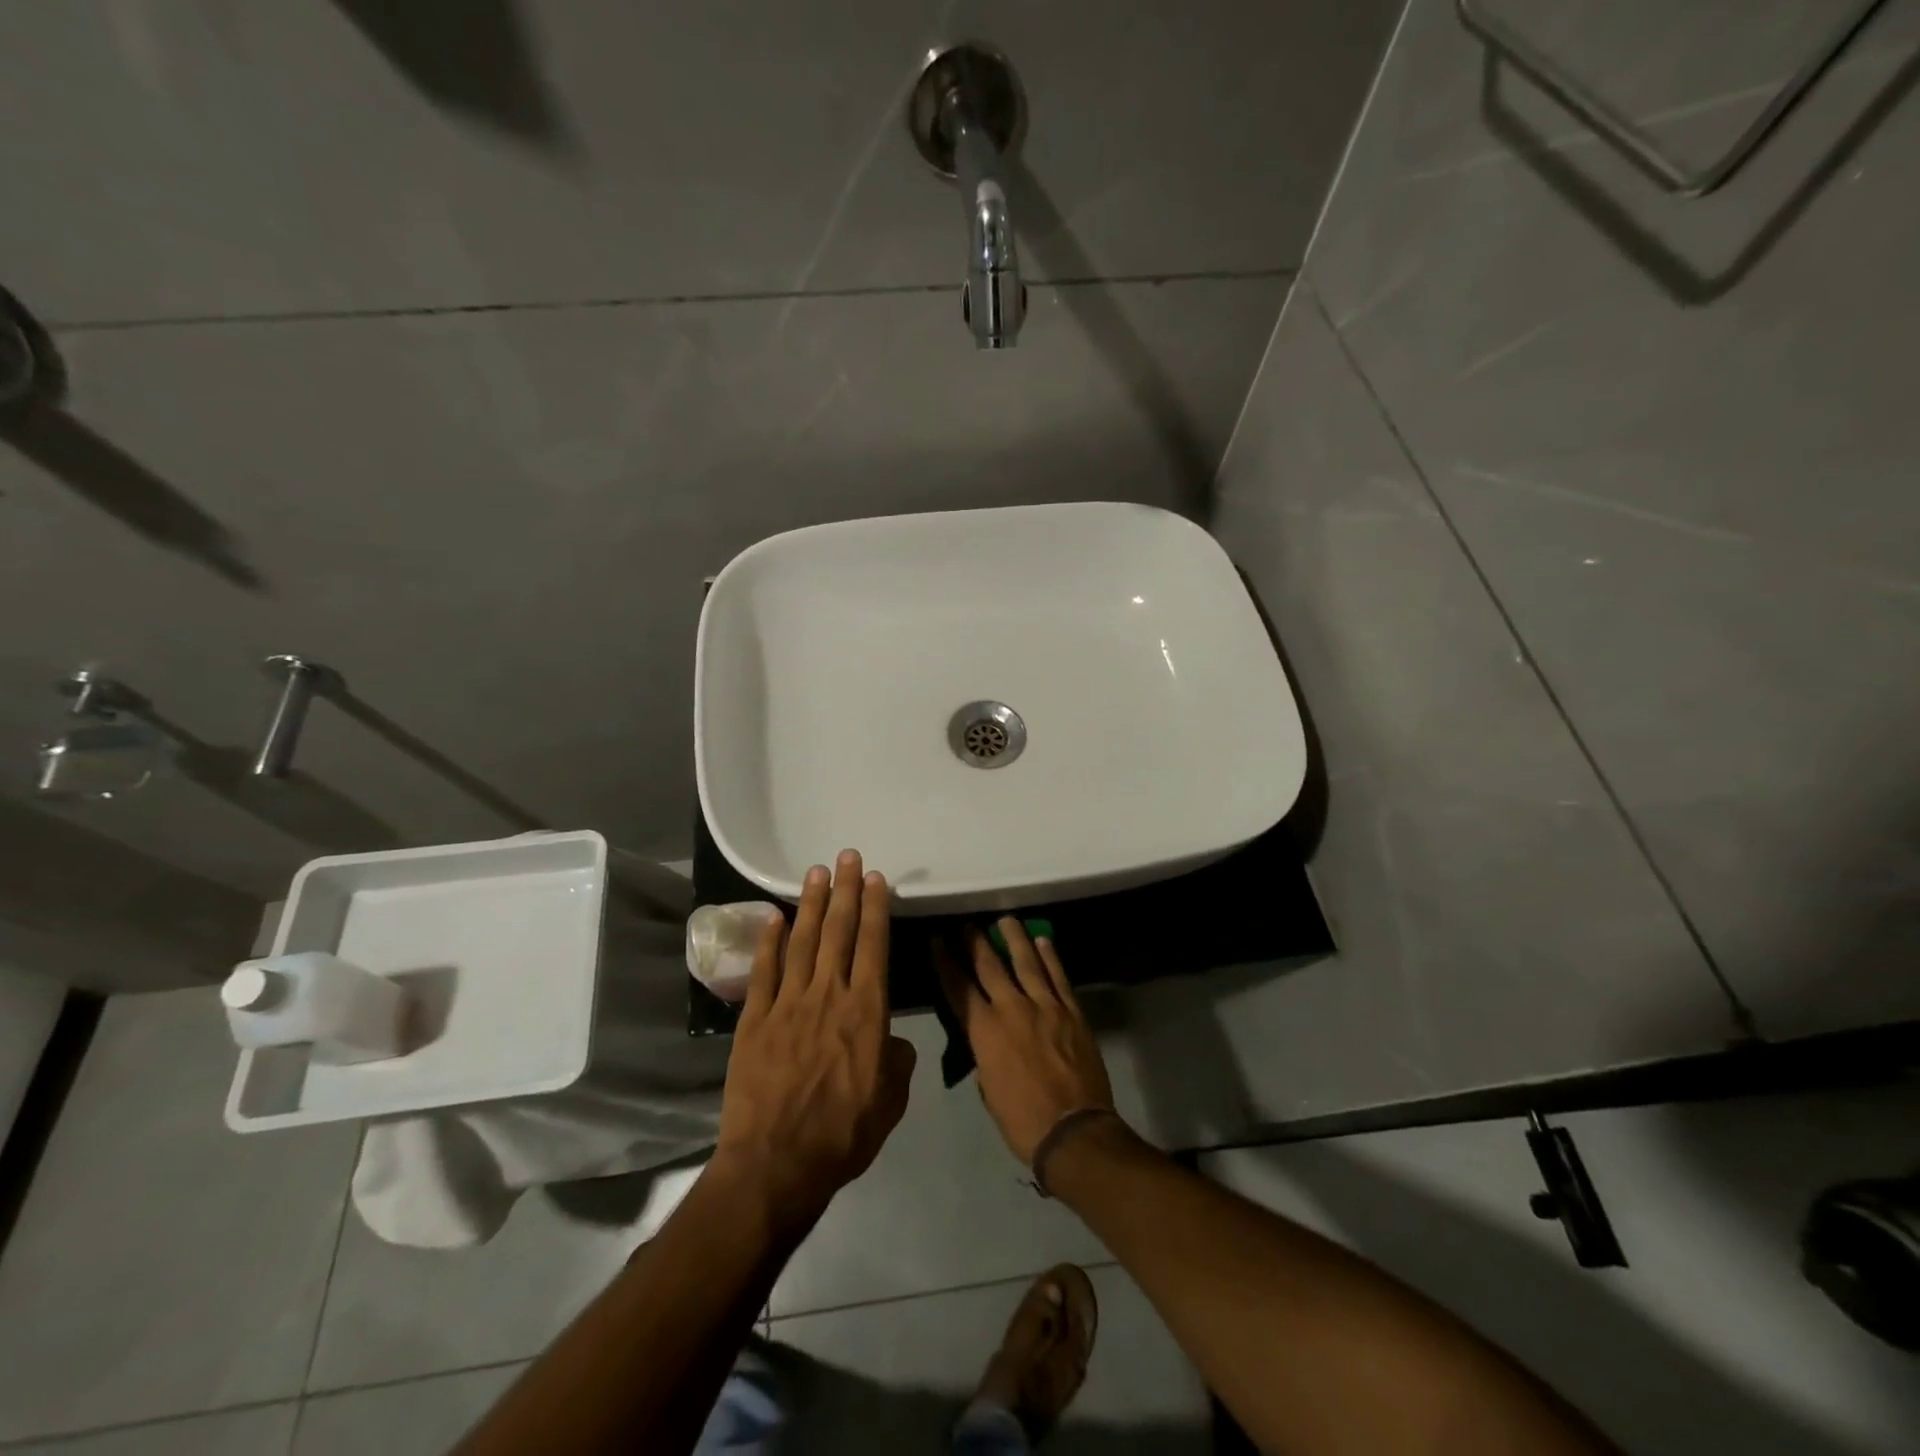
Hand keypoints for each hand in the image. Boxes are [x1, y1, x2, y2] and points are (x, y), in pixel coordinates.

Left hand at [715, 851, 916, 1227]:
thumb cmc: (843, 1134)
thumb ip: (897, 1062)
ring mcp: (788, 1003)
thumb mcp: (890, 1102)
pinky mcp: (755, 1020)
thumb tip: (892, 1040)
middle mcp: (828, 994)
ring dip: (812, 904)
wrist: (777, 1164)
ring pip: (803, 941)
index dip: (876, 908)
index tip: (876, 878)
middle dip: (846, 890)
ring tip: (817, 872)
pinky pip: (764, 971)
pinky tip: (775, 917)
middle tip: (847, 856)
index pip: (873, 945)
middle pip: (839, 931)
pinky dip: (770, 941)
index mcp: (866, 1010)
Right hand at [937, 918, 1116, 1166]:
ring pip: (1027, 962)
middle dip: (975, 942)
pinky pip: (1058, 976)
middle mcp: (1012, 1009)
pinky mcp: (1071, 1012)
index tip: (937, 941)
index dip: (946, 962)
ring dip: (1014, 938)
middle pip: (989, 966)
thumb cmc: (1022, 1121)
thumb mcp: (989, 1091)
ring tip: (1006, 920)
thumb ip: (984, 1059)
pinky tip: (1044, 941)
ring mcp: (1045, 1006)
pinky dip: (1050, 957)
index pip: (958, 988)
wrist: (1074, 1131)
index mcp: (985, 1031)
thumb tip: (987, 1045)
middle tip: (967, 924)